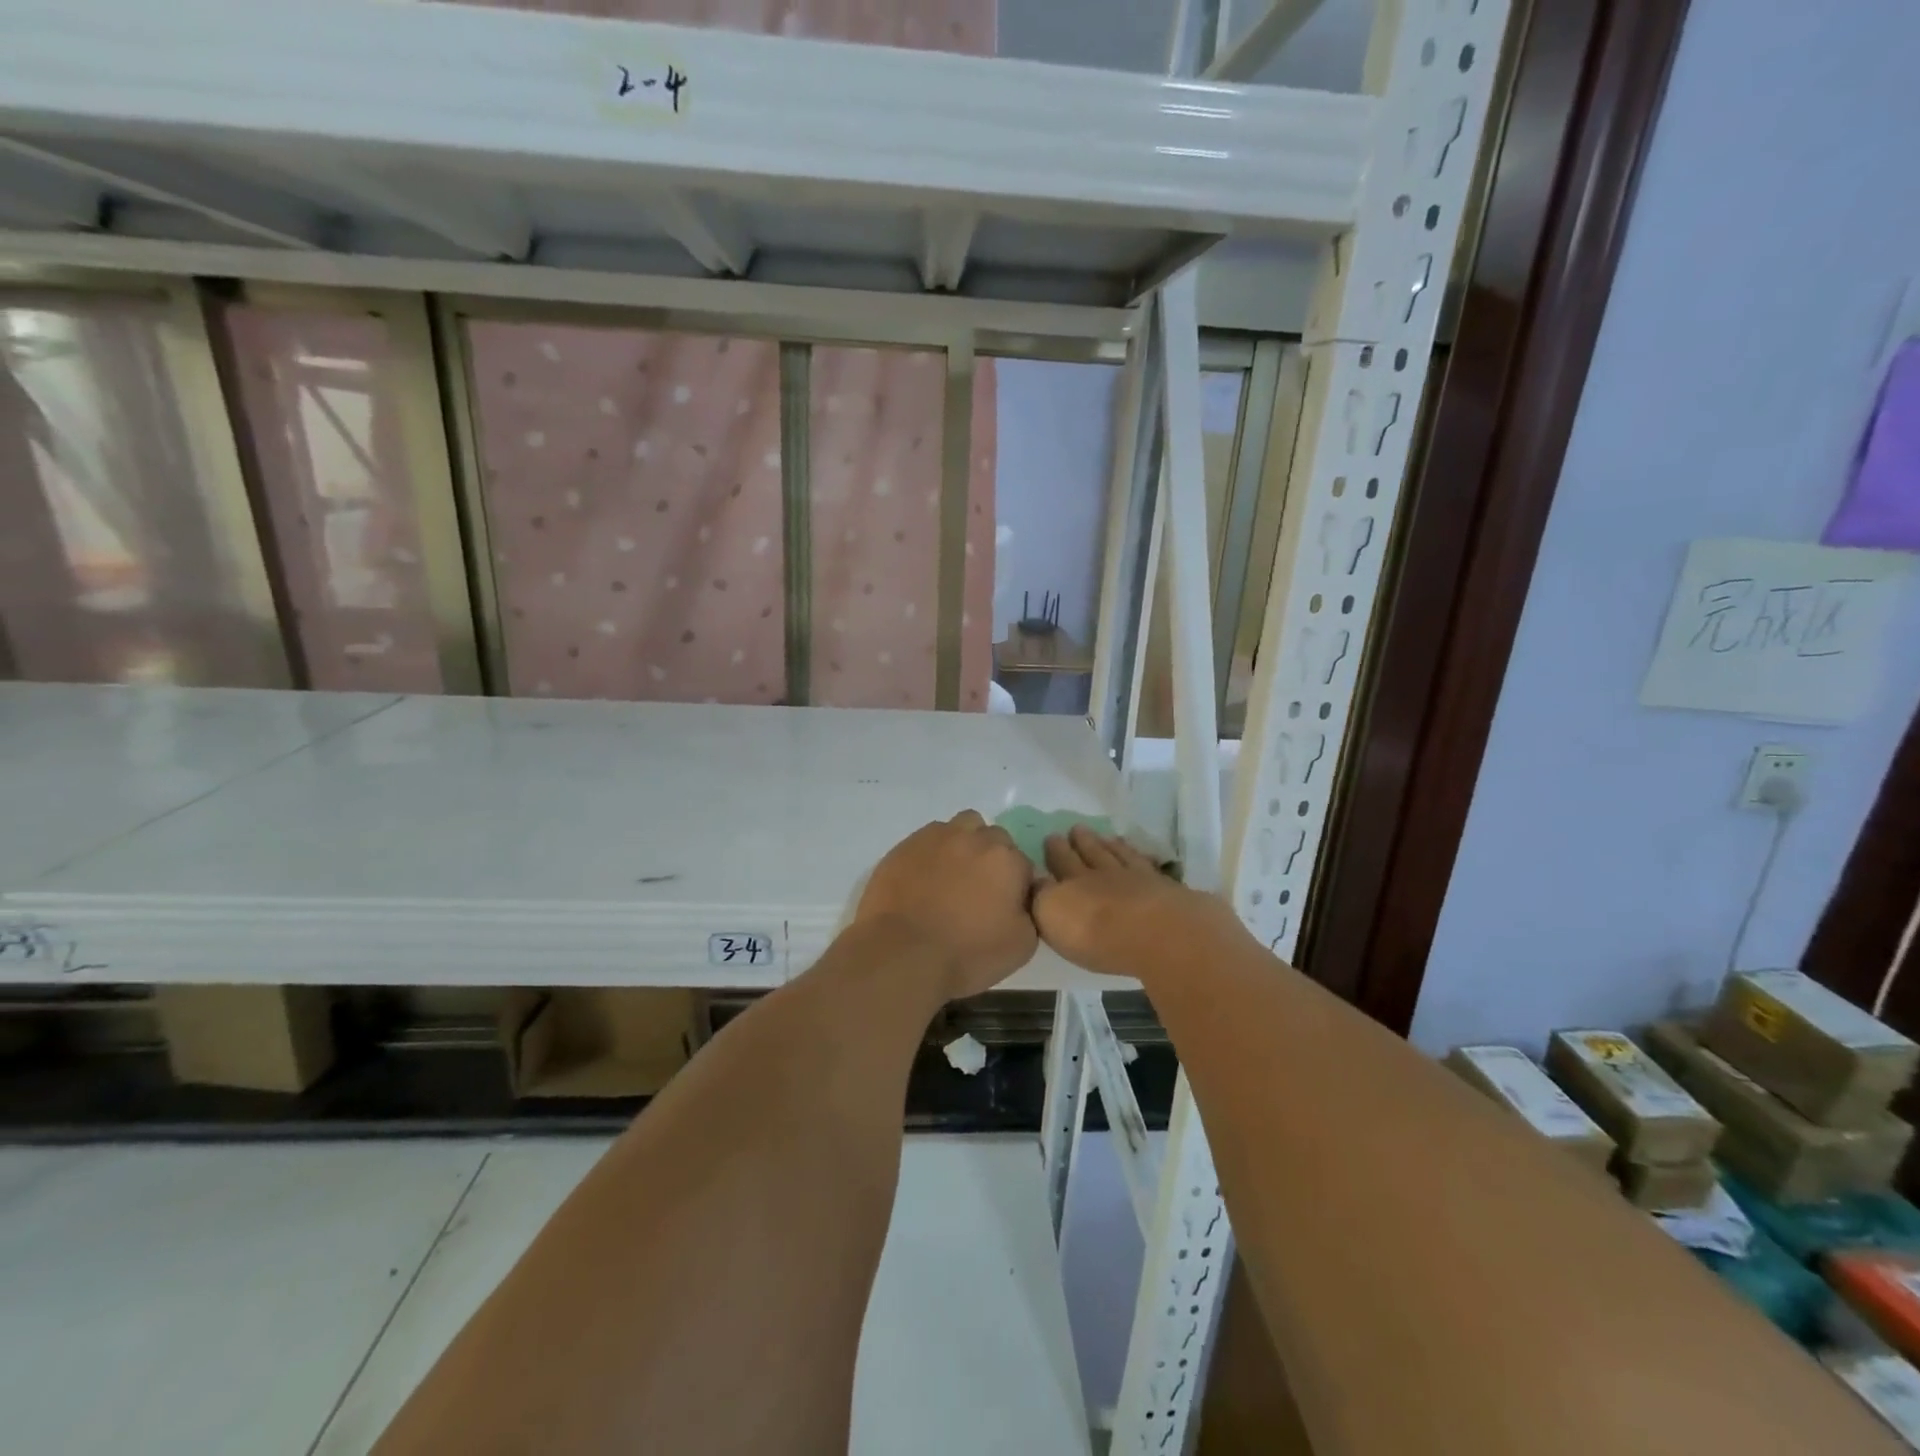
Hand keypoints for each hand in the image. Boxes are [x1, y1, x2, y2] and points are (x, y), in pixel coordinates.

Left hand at [854, 811, 1037, 1001]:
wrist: (903, 954)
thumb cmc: (967, 954)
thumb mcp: (1021, 946)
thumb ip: (1031, 912)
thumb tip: (1021, 899)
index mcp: (1007, 860)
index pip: (1023, 864)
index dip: (1016, 886)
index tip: (1005, 906)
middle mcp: (975, 838)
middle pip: (994, 838)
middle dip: (992, 858)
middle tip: (979, 891)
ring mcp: (938, 837)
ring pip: (962, 827)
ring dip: (965, 845)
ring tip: (953, 877)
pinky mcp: (907, 844)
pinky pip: (929, 838)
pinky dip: (934, 852)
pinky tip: (925, 879)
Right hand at [1033, 825, 1242, 981]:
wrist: (1155, 932)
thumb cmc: (1096, 934)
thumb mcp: (1052, 917)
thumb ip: (1041, 898)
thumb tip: (1037, 881)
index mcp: (1072, 884)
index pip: (1060, 863)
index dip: (1055, 851)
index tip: (1051, 837)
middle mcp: (1102, 875)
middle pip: (1089, 854)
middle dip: (1080, 843)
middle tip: (1075, 829)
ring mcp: (1136, 879)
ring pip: (1118, 856)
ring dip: (1109, 846)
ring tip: (1106, 838)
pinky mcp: (1164, 888)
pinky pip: (1146, 865)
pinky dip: (1139, 858)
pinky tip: (1140, 855)